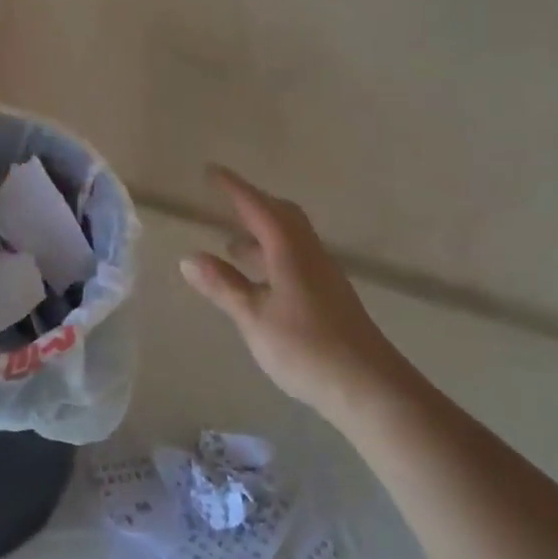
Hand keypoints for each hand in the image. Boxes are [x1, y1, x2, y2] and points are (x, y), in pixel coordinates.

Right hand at [180, 166, 414, 424]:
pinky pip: (296, 258)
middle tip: (224, 203)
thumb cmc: (306, 348)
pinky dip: (272, 256)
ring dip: (262, 233)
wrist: (369, 387)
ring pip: (290, 238)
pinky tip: (260, 281)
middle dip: (253, 204)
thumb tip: (188, 257)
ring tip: (232, 245)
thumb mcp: (254, 318)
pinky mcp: (330, 296)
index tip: (211, 171)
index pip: (258, 207)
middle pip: (282, 215)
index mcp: (289, 251)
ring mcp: (323, 275)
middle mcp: (309, 254)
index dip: (234, 188)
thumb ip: (223, 286)